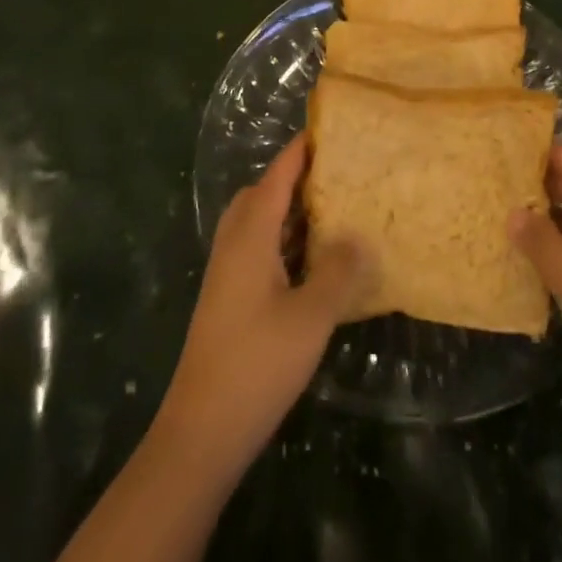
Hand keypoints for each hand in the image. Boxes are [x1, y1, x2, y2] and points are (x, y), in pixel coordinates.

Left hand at [154, 136, 373, 479]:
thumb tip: (360, 236)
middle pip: (260, 195)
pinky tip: (313, 263)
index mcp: (250, 237)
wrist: (201, 432)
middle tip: (334, 173)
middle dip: (293, 178)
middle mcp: (234, 246)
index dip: (299, 151)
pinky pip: (258, 251)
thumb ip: (338, 271)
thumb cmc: (257, 363)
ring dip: (289, 212)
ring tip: (332, 210)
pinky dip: (284, 242)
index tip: (327, 129)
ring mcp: (228, 275)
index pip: (275, 177)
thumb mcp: (311, 316)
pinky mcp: (229, 301)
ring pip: (258, 225)